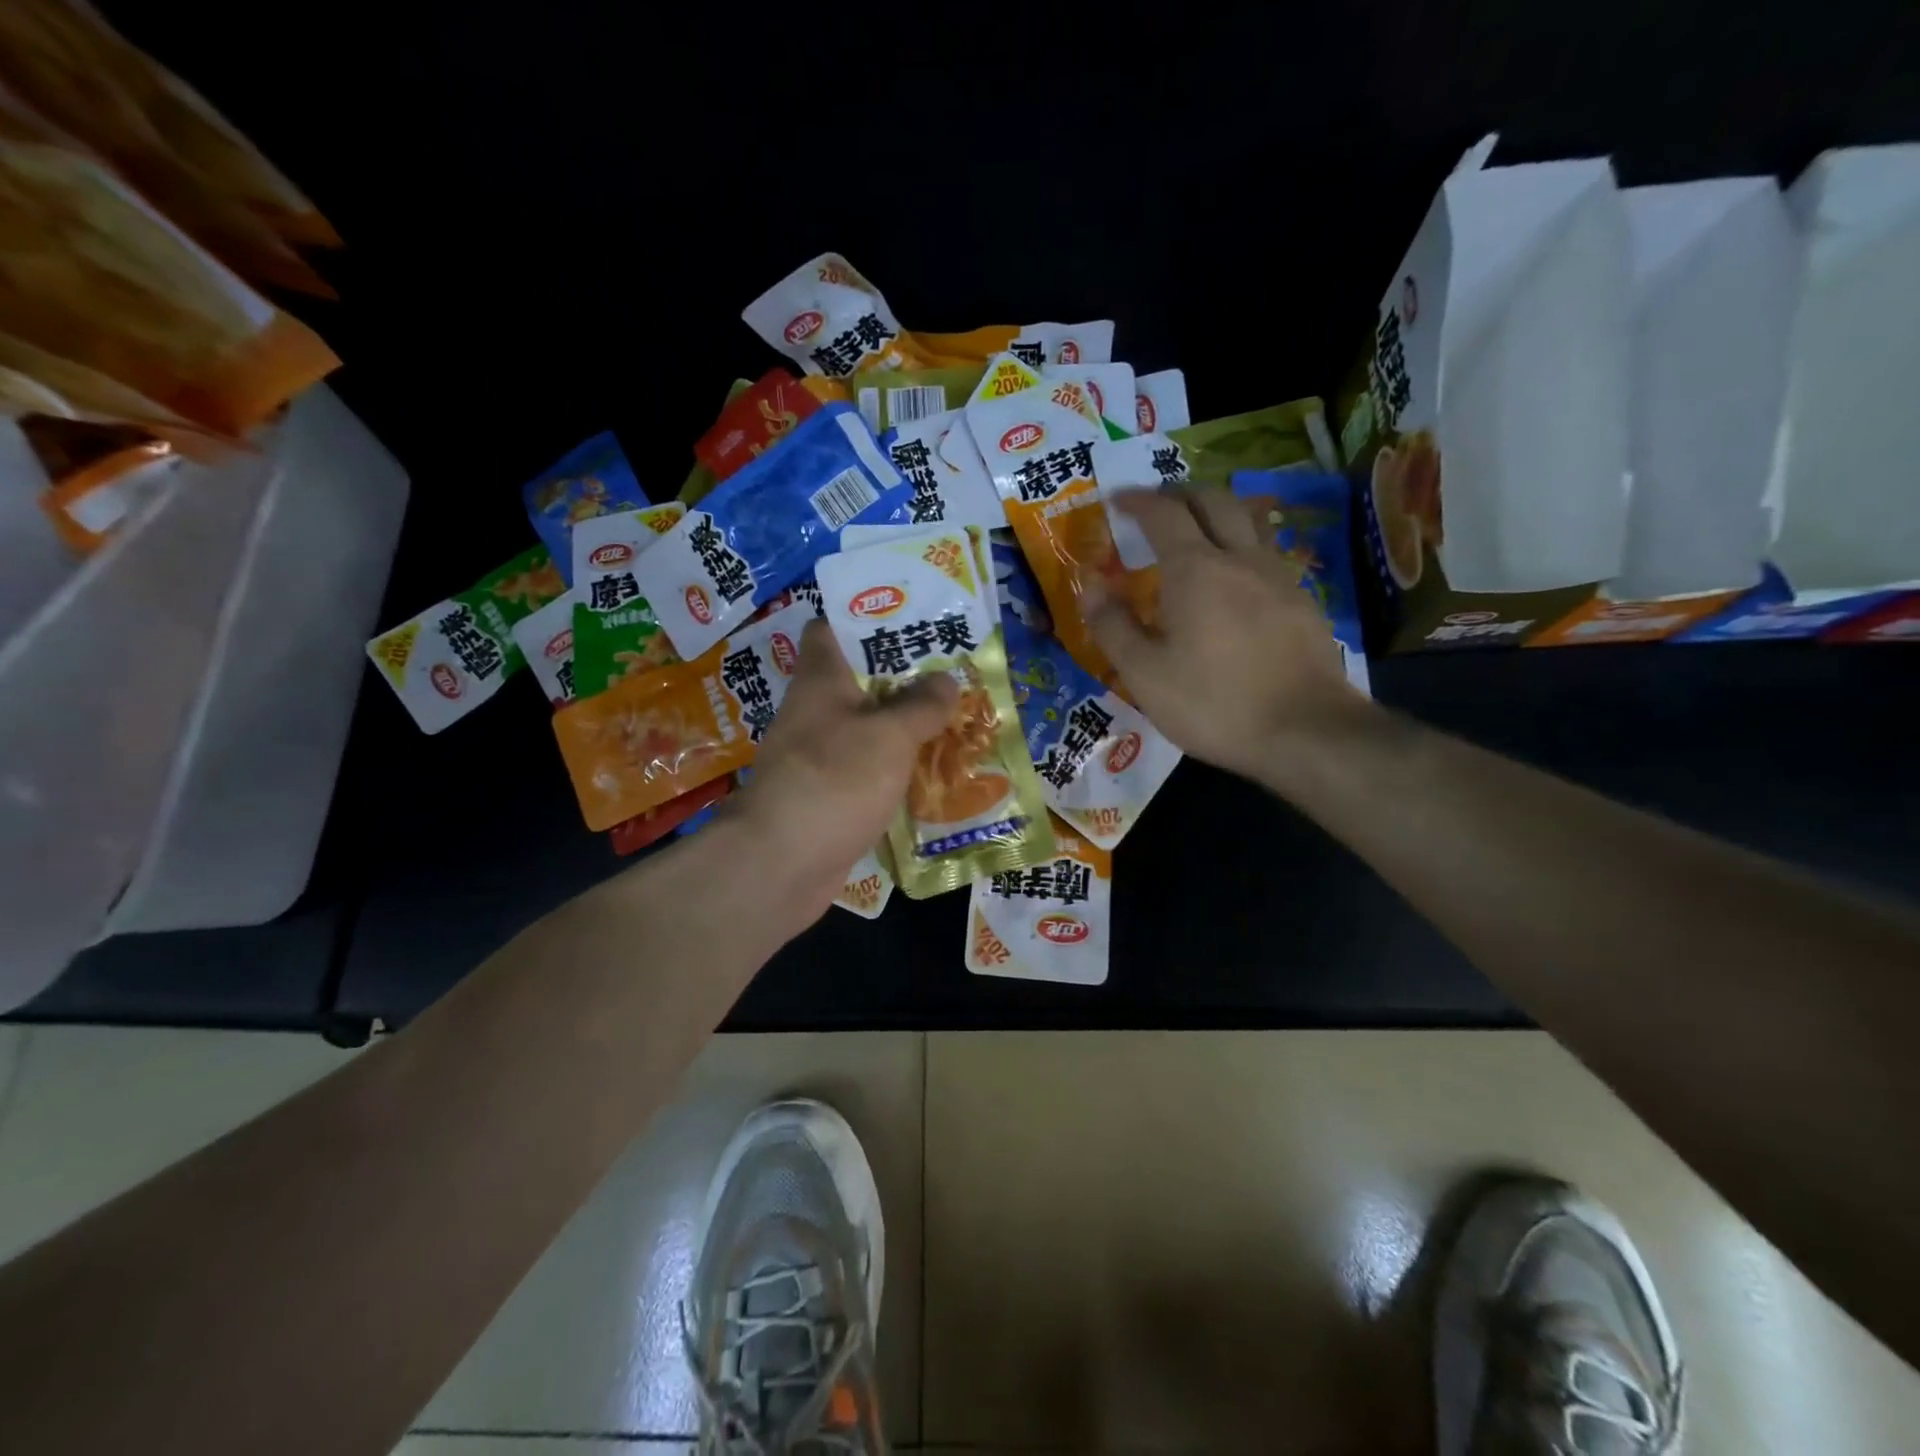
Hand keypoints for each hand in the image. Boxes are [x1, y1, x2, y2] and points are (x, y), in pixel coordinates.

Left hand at [726, 618, 957, 915]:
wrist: (781, 862)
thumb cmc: (835, 779)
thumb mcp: (889, 734)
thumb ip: (921, 704)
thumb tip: (946, 679)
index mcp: (821, 679)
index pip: (833, 628)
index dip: (869, 617)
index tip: (914, 618)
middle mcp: (816, 711)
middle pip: (861, 680)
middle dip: (906, 677)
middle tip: (955, 673)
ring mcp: (820, 756)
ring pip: (869, 728)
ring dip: (907, 726)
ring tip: (956, 719)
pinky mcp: (830, 795)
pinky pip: (869, 770)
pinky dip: (897, 768)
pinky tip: (935, 772)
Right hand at [1086, 486, 1371, 781]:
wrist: (1305, 731)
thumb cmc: (1213, 703)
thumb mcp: (1144, 674)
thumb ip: (1112, 626)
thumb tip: (1090, 586)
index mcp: (1194, 569)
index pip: (1163, 513)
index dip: (1137, 501)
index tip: (1116, 499)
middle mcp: (1239, 558)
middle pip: (1213, 501)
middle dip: (1180, 493)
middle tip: (1157, 505)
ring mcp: (1278, 576)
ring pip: (1249, 520)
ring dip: (1219, 511)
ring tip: (1199, 526)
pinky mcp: (1303, 600)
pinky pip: (1268, 553)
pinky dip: (1243, 545)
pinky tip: (1236, 576)